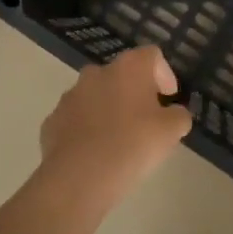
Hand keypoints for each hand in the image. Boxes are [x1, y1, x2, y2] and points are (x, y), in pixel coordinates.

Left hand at [38, 46, 191, 212]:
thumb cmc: (132, 146)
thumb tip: (174, 113)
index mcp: (128, 68)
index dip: (164, 73)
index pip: (152, 56)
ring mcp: (71, 95)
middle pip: (122, 73)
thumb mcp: (170, 132)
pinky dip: (87, 128)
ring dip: (109, 108)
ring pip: (96, 95)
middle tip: (147, 118)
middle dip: (135, 91)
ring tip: (119, 138)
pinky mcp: (53, 119)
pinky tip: (96, 152)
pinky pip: (76, 118)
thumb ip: (179, 116)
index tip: (169, 97)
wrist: (79, 178)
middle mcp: (97, 72)